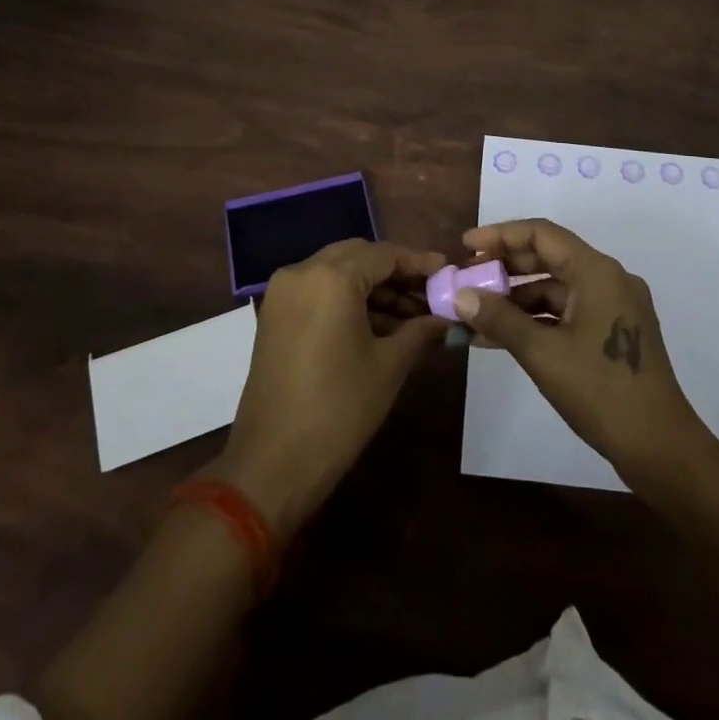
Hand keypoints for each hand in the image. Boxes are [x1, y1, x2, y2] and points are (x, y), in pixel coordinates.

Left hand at [205, 240, 447, 537]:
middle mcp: (302, 272)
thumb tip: (447, 318)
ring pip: (339, 272)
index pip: (384, 254)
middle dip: (396, 272)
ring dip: (373, 288)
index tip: (447, 270)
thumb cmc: (338, 410)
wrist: (272, 465)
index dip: (418, 262)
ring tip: (412, 315)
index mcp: (332, 277)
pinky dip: (348, 300)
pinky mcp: (275, 315)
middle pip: (359, 257)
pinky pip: (320, 291)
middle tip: (430, 292)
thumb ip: (420, 330)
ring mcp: (283, 293)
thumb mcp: (389, 366)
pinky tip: (380, 325)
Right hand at [456, 219, 711, 485]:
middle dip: (505, 267)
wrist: (661, 449)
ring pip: (556, 288)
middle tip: (466, 278)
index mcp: (597, 271)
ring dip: (516, 299)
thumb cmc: (601, 392)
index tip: (466, 247)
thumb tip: (460, 296)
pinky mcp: (612, 332)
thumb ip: (500, 319)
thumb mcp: (543, 354)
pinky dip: (535, 320)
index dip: (500, 236)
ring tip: (475, 314)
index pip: (541, 234)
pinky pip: (566, 311)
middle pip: (549, 257)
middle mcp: (608, 279)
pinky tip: (501, 337)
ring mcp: (613, 306)